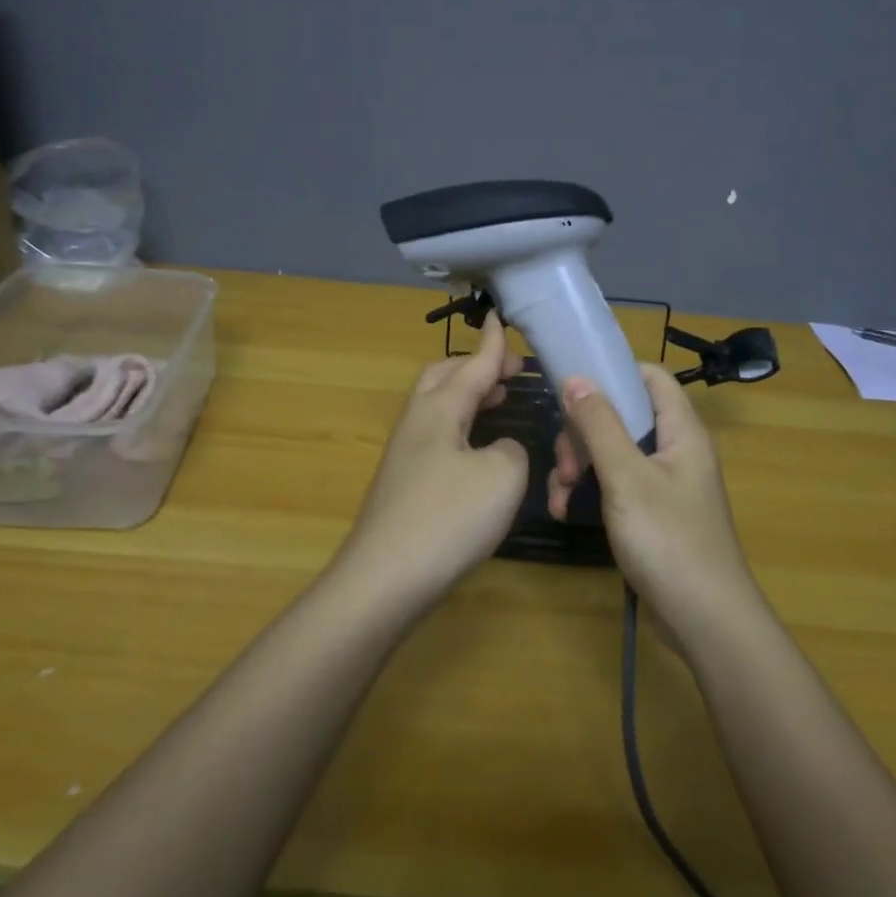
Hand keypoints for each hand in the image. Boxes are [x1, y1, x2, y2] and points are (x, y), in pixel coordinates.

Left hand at [335, 313, 528, 606]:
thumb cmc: (448, 517)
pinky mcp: (403, 483)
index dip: (494, 344)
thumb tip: (498, 448)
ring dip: (467, 396)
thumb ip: (510, 448)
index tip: (502, 318)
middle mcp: (416, 422)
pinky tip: (478, 449)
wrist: (385, 578)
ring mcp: (404, 453)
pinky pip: (437, 435)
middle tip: (510, 371)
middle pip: (443, 377)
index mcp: (438, 408)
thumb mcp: (502, 476)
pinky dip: (461, 426)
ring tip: (499, 399)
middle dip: (475, 366)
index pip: (472, 364)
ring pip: (437, 407)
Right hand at [546, 365, 767, 645]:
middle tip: (565, 463)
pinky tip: (566, 512)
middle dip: (583, 433)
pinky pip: (614, 486)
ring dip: (579, 466)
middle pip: (622, 417)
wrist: (704, 620)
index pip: (651, 378)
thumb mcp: (626, 477)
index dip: (613, 373)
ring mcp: (663, 484)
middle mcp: (675, 451)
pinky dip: (589, 492)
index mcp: (681, 432)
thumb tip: (577, 378)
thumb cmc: (668, 540)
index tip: (571, 385)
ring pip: (611, 453)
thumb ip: (600, 425)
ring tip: (560, 495)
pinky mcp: (651, 513)